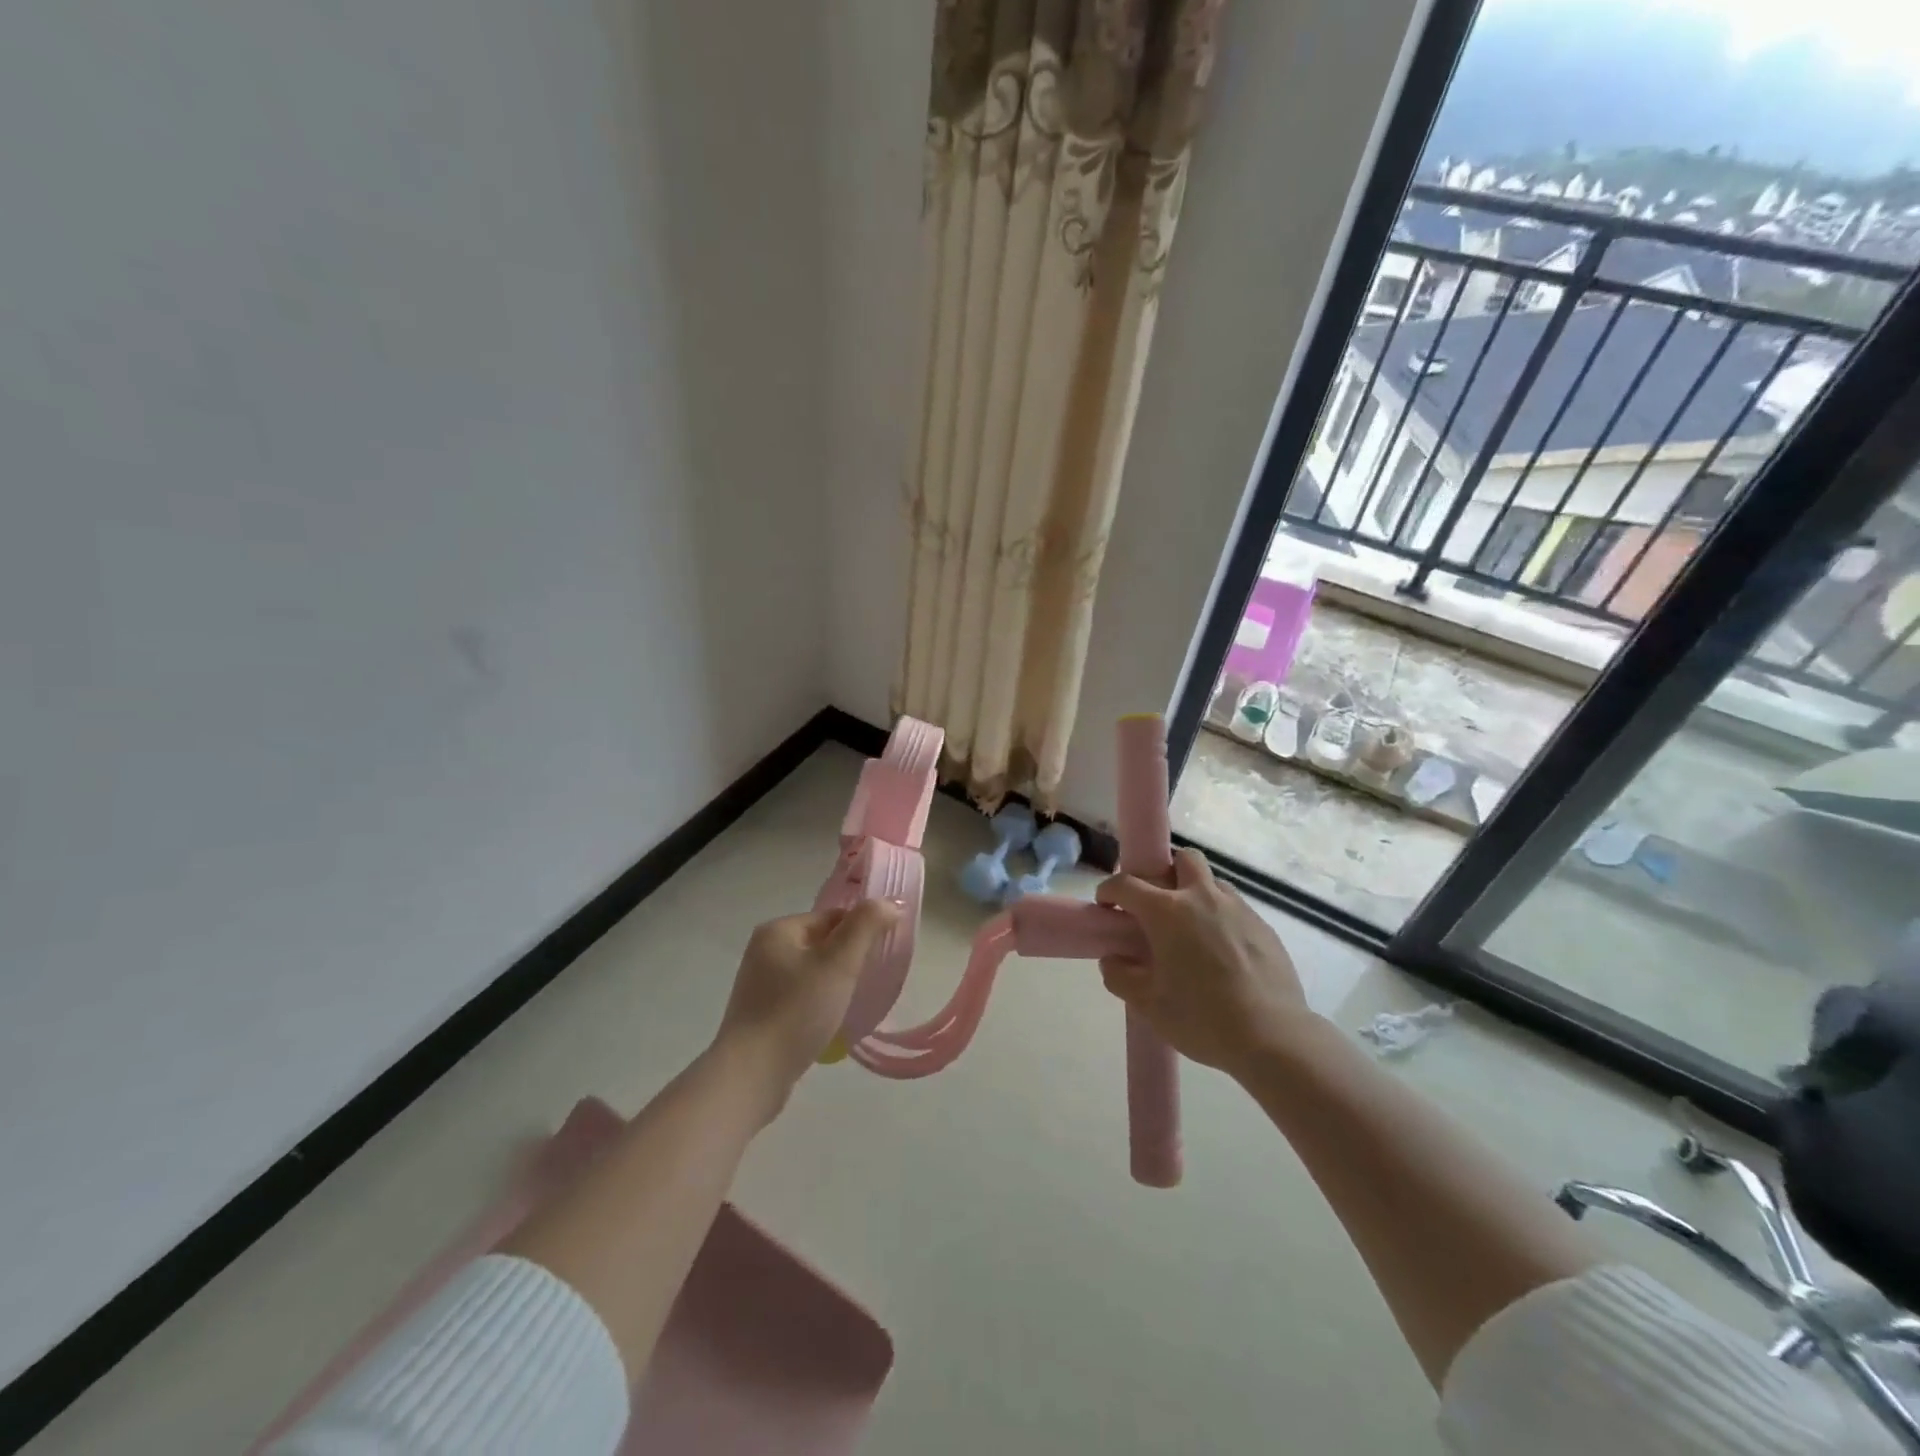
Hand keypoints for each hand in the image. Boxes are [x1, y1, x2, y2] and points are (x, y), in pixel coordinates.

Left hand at [712, 900, 898, 1116]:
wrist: (751, 1076)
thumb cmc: (797, 1011)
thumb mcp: (839, 963)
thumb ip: (866, 926)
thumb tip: (891, 902)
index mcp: (778, 930)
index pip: (832, 916)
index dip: (861, 931)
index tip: (881, 955)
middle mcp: (764, 951)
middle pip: (822, 943)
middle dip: (849, 959)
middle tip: (870, 981)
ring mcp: (760, 984)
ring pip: (813, 972)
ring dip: (835, 983)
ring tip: (852, 1003)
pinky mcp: (761, 1014)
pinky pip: (800, 997)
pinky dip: (819, 1003)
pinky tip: (830, 1022)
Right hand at [1094, 848, 1317, 1076]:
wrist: (1273, 1037)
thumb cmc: (1201, 1018)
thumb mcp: (1147, 1004)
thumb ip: (1120, 976)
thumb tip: (1113, 959)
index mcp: (1167, 911)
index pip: (1127, 884)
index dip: (1109, 891)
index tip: (1106, 906)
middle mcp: (1202, 897)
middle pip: (1182, 859)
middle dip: (1164, 871)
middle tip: (1156, 905)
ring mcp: (1238, 909)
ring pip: (1212, 882)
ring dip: (1195, 893)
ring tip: (1191, 930)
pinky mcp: (1263, 926)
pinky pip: (1235, 908)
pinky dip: (1221, 918)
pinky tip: (1221, 952)